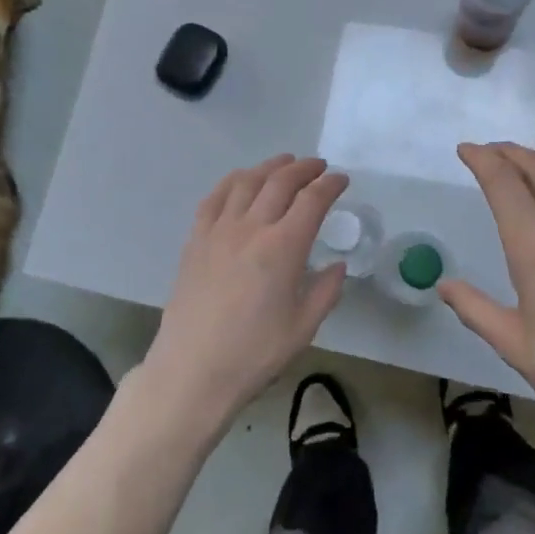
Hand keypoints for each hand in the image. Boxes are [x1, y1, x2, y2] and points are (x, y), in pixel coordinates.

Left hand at [141, 155, 349, 428]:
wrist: (193, 370)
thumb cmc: (254, 354)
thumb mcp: (303, 327)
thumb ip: (326, 291)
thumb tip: (337, 266)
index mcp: (283, 248)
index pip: (312, 200)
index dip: (330, 185)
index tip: (342, 181)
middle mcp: (251, 228)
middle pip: (280, 182)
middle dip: (304, 169)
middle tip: (318, 167)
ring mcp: (218, 231)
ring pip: (246, 182)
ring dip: (269, 167)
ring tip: (284, 163)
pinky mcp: (195, 241)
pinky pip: (214, 199)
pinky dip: (231, 181)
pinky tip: (240, 181)